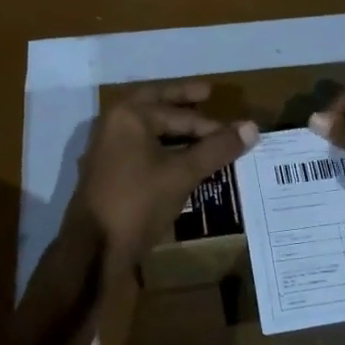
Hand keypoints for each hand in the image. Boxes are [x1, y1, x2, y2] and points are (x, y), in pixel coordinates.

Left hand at [69, 82, 257, 276]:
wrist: (93, 250)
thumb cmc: (138, 202)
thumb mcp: (182, 173)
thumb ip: (217, 149)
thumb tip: (252, 127)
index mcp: (130, 115)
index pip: (181, 114)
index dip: (213, 125)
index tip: (238, 132)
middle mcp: (115, 124)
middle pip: (157, 105)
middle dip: (183, 101)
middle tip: (208, 94)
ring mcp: (108, 149)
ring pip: (148, 128)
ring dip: (173, 127)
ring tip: (201, 130)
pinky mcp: (108, 172)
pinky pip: (141, 148)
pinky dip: (162, 147)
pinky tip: (180, 160)